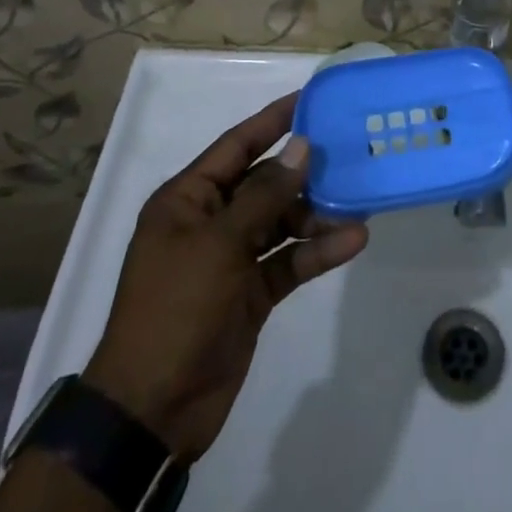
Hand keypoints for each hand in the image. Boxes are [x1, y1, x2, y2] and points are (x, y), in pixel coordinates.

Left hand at [84, 92, 367, 458]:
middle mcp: (210, 221)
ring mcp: (231, 259)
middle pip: (264, 183)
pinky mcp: (250, 293)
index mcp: (188, 200)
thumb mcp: (219, 244)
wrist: (152, 411)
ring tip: (359, 202)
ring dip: (316, 214)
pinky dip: (317, 252)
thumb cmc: (176, 309)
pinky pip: (288, 261)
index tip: (311, 99)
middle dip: (304, 172)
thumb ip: (265, 195)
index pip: (237, 146)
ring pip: (281, 222)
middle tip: (350, 152)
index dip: (273, 121)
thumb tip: (301, 147)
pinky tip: (352, 241)